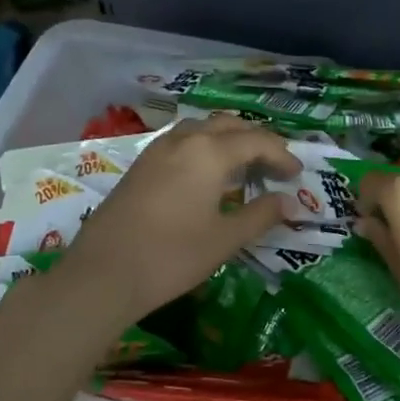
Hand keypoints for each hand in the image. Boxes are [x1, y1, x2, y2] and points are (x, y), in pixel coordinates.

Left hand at [62, 117, 298, 322]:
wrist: (103, 274)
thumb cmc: (172, 256)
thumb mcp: (224, 239)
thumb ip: (260, 215)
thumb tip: (289, 202)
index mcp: (209, 152)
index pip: (256, 141)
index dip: (281, 156)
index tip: (296, 176)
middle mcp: (184, 140)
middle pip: (229, 126)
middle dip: (256, 140)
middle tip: (275, 165)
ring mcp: (157, 150)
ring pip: (202, 129)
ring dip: (228, 139)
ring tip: (244, 165)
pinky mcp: (141, 165)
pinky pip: (182, 141)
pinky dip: (204, 147)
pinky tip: (207, 174)